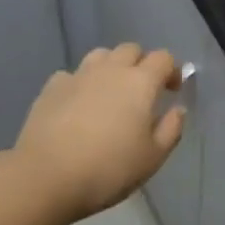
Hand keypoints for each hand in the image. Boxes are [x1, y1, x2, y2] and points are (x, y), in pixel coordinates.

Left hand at [13, 43, 184, 223]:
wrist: (47, 175)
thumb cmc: (108, 169)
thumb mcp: (152, 158)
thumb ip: (171, 129)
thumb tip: (177, 109)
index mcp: (140, 82)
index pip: (163, 58)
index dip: (172, 70)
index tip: (173, 90)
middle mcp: (110, 69)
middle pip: (131, 49)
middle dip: (141, 63)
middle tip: (142, 91)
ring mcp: (78, 75)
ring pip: (101, 55)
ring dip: (111, 67)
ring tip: (110, 92)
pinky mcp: (52, 86)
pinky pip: (73, 74)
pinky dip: (81, 83)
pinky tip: (78, 104)